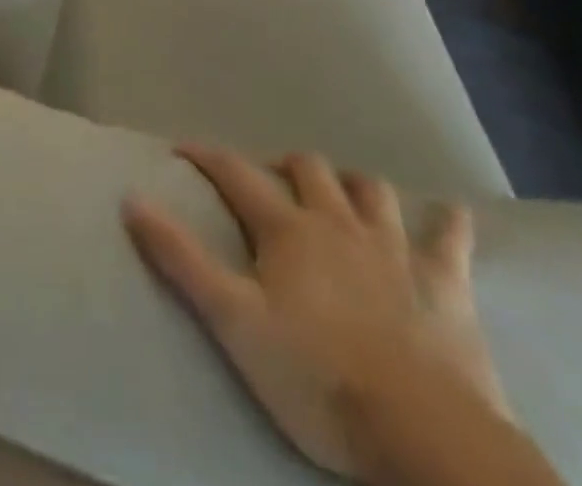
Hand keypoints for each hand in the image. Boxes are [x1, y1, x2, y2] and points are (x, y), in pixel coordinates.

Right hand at [123, 146, 507, 480]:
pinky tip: (449, 214)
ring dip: (352, 184)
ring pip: (370, 190)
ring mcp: (394, 248)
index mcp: (288, 229)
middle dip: (284, 166)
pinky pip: (450, 238)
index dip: (207, 156)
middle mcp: (338, 221)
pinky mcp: (445, 283)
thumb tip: (132, 198)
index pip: (236, 173)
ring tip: (341, 194)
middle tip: (270, 183)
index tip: (183, 149)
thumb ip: (180, 258)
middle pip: (308, 168)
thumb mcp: (233, 321)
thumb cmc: (316, 376)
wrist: (420, 432)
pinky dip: (447, 222)